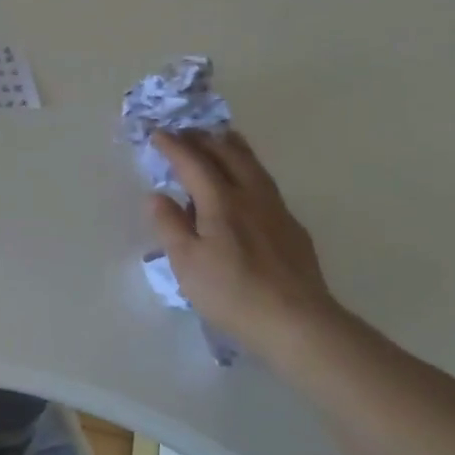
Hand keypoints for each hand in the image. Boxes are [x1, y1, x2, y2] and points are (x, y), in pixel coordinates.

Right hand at [149, 129, 342, 360]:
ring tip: (220, 140)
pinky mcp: (293, 230)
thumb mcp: (186, 263)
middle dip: (204, 138)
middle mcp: (251, 196)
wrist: (297, 322)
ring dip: (231, 148)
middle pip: (228, 154)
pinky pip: (266, 185)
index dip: (173, 146)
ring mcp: (277, 211)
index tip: (157, 133)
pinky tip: (248, 186)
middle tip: (186, 131)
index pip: (193, 162)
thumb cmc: (232, 292)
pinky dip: (249, 171)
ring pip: (253, 165)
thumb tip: (157, 196)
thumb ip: (169, 225)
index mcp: (221, 201)